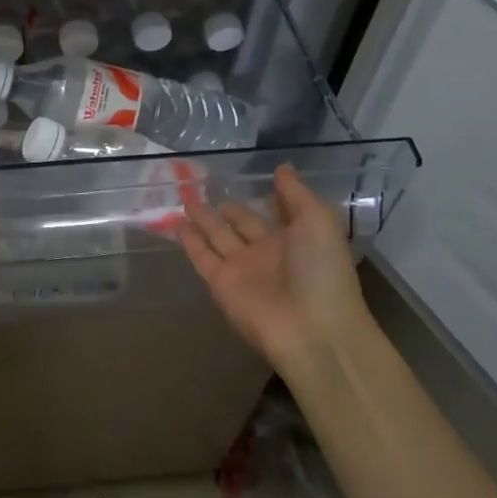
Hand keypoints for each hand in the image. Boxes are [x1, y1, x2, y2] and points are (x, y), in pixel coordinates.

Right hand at [181, 165, 369, 367]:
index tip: (249, 179)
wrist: (312, 329)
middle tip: (203, 185)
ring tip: (185, 198)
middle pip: (242, 224)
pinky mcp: (220, 284)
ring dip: (203, 219)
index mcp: (296, 238)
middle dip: (227, 207)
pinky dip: (188, 241)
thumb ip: (296, 193)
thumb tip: (281, 168)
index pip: (278, 212)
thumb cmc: (322, 271)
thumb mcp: (318, 221)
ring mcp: (242, 268)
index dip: (267, 198)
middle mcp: (267, 251)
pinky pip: (201, 257)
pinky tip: (175, 222)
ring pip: (217, 237)